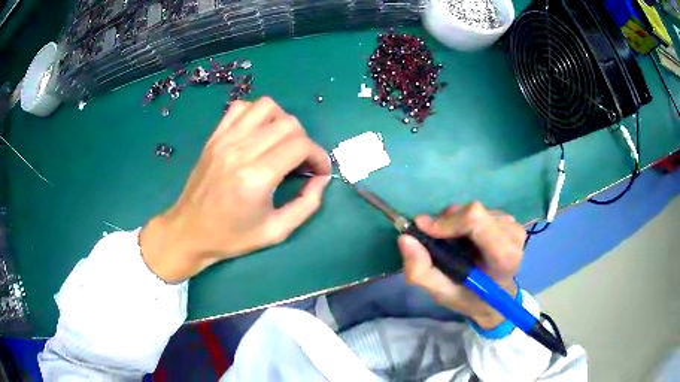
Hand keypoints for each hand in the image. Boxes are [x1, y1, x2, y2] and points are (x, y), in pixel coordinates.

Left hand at [140, 97, 331, 282]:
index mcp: (257, 177)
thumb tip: (322, 179)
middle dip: (305, 141)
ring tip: (282, 143)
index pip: (300, 145)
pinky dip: (256, 114)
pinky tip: (258, 134)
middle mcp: (241, 151)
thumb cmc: (231, 236)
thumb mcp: (276, 232)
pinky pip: (241, 107)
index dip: (319, 155)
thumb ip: (306, 205)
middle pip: (288, 123)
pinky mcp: (215, 136)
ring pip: (266, 107)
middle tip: (302, 162)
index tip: (320, 171)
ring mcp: (225, 139)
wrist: (189, 231)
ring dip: (283, 121)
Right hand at [398, 202, 525, 329]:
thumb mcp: (442, 294)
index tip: (423, 230)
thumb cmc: (471, 298)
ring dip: (454, 224)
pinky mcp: (508, 220)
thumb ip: (421, 271)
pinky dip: (463, 223)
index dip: (446, 222)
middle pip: (472, 212)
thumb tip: (405, 238)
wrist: (496, 300)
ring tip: (452, 246)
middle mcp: (513, 235)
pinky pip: (478, 212)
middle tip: (435, 243)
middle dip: (447, 223)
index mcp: (503, 257)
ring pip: (472, 210)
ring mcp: (512, 225)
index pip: (476, 221)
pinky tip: (465, 241)